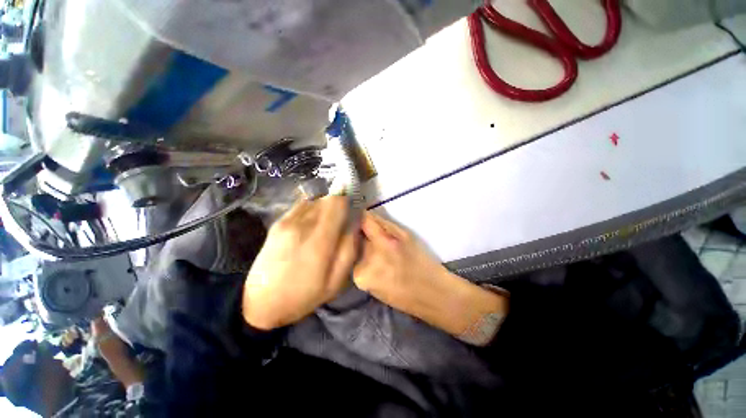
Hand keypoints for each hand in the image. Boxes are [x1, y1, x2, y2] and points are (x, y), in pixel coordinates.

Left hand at [242, 196, 358, 329]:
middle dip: (337, 207)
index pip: (337, 202)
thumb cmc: (304, 295)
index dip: (347, 203)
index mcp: (319, 240)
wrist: (261, 303)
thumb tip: (355, 223)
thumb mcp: (336, 281)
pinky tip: (309, 228)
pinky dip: (311, 211)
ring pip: (314, 201)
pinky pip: (301, 207)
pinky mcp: (277, 223)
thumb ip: (350, 248)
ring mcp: (287, 222)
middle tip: (339, 223)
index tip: (351, 213)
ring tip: (324, 227)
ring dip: (324, 209)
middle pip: (326, 199)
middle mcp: (302, 224)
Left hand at [354, 212, 507, 340]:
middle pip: (360, 238)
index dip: (367, 218)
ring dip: (368, 249)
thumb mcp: (406, 237)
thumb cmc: (422, 263)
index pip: (364, 223)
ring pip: (359, 251)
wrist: (431, 296)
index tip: (369, 216)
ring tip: (386, 256)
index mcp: (382, 249)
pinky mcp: (361, 285)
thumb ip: (385, 224)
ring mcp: (361, 277)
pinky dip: (367, 260)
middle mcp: (366, 263)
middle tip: (384, 241)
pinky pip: (360, 263)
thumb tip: (367, 214)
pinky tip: (383, 266)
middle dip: (369, 236)